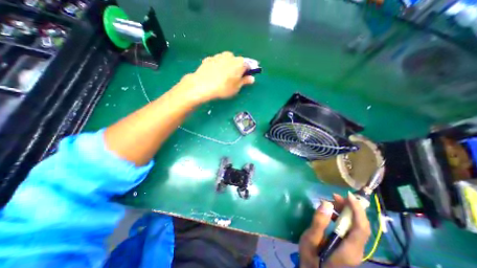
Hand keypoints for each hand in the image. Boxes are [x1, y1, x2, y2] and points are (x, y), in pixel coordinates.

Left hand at [179, 50, 255, 101]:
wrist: (202, 85)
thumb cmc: (223, 88)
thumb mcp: (236, 87)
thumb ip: (245, 81)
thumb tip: (252, 78)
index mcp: (239, 63)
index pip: (248, 64)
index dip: (249, 70)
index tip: (248, 76)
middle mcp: (230, 56)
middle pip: (237, 61)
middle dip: (238, 68)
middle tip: (235, 78)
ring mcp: (218, 56)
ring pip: (227, 60)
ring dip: (228, 66)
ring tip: (224, 77)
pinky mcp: (209, 59)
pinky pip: (217, 62)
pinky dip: (218, 66)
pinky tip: (215, 74)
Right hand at [297, 194, 371, 266]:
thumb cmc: (311, 261)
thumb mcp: (310, 240)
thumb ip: (319, 222)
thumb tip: (326, 203)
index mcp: (348, 249)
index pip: (361, 228)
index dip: (358, 210)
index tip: (348, 196)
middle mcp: (356, 249)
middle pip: (360, 225)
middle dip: (349, 207)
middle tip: (334, 196)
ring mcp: (353, 249)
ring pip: (356, 226)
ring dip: (345, 211)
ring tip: (331, 202)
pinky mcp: (348, 247)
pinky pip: (350, 229)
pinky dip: (342, 217)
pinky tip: (330, 214)